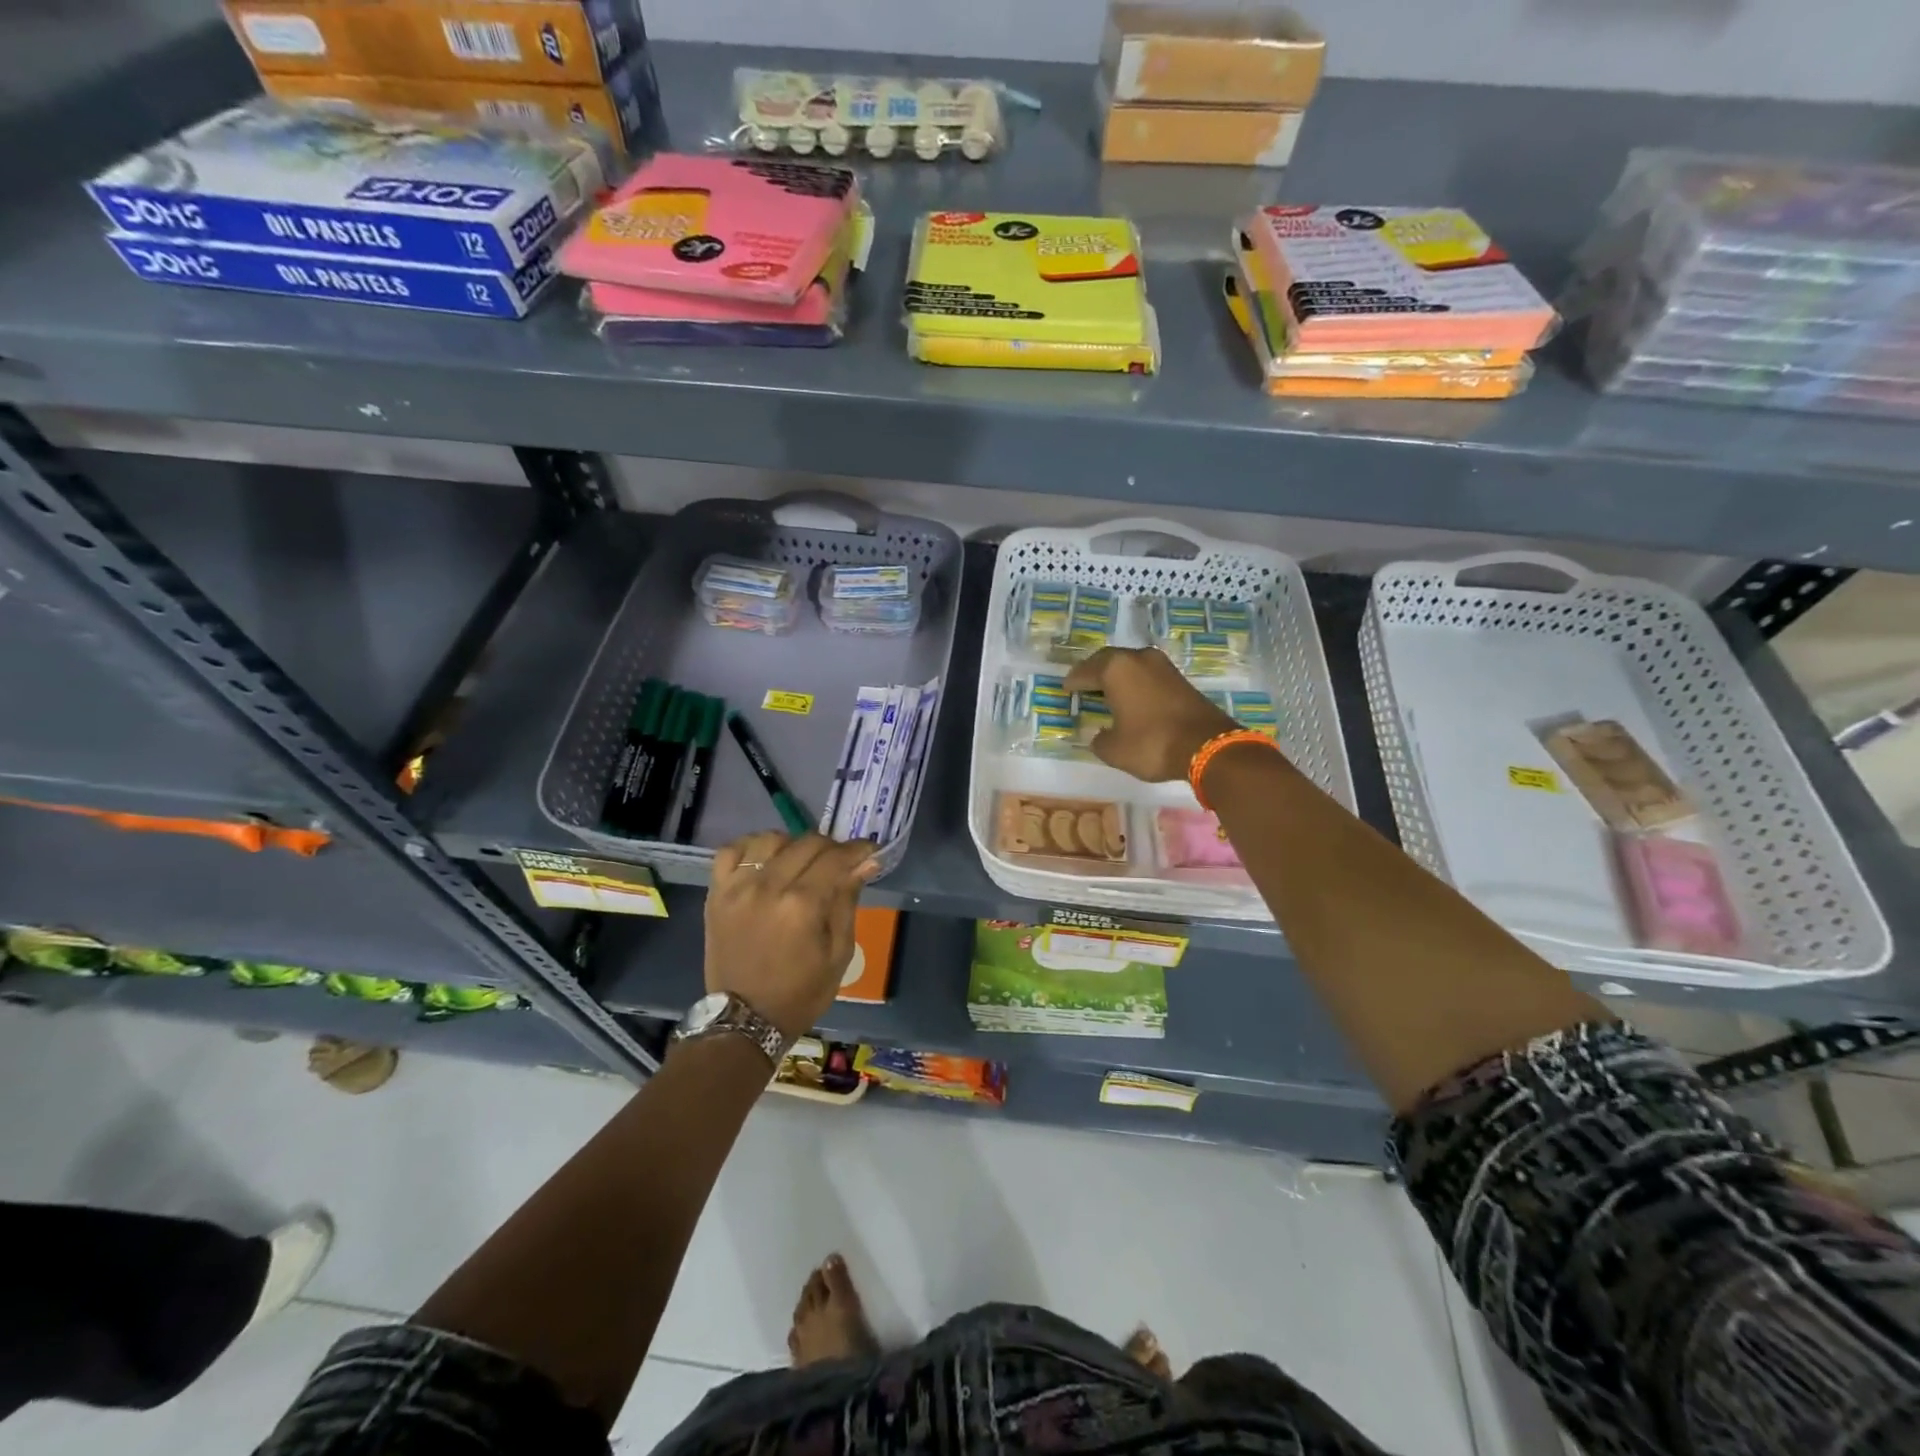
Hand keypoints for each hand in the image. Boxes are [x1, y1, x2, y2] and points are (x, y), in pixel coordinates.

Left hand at [705, 832, 881, 1039]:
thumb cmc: (800, 993)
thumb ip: (848, 901)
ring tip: (801, 862)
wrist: (745, 1020)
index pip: (835, 858)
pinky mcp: (716, 893)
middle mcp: (768, 887)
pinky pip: (730, 851)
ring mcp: (737, 888)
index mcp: (802, 905)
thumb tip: (866, 862)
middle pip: (806, 843)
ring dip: (792, 844)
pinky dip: (751, 848)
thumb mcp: (839, 953)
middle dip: (831, 847)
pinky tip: (765, 861)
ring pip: (769, 840)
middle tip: (840, 862)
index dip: (857, 850)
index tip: (868, 851)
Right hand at [1063, 646, 1239, 782]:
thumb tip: (1100, 735)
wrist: (1207, 746)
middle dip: (1095, 672)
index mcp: (1116, 669)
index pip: (1086, 671)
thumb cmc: (1151, 744)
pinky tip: (1132, 699)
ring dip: (1118, 676)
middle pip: (1109, 660)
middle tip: (1084, 685)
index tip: (1066, 688)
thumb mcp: (1114, 749)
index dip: (1074, 681)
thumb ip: (1100, 740)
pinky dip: (1136, 684)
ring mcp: (1163, 666)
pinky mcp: (1180, 679)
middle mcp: (1138, 659)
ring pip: (1131, 665)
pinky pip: (1148, 676)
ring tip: (1106, 691)